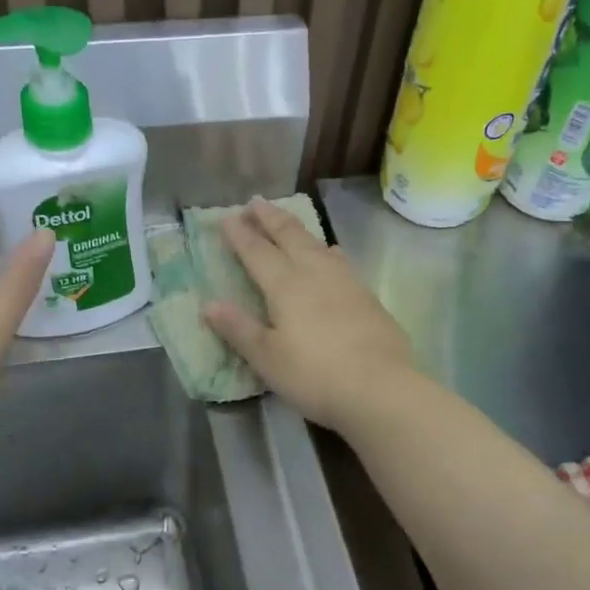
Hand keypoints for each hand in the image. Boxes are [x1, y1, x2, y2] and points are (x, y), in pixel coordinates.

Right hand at [202, 198, 415, 432]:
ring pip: (317, 244)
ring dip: (298, 229)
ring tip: (289, 221)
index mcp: (285, 285)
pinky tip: (332, 253)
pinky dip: (326, 249)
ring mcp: (346, 282)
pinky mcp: (367, 296)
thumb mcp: (267, 358)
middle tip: (256, 202)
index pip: (257, 252)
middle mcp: (315, 273)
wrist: (380, 388)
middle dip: (270, 218)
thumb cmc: (314, 375)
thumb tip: (209, 304)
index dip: (240, 234)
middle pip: (290, 236)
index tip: (226, 217)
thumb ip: (238, 328)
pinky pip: (339, 260)